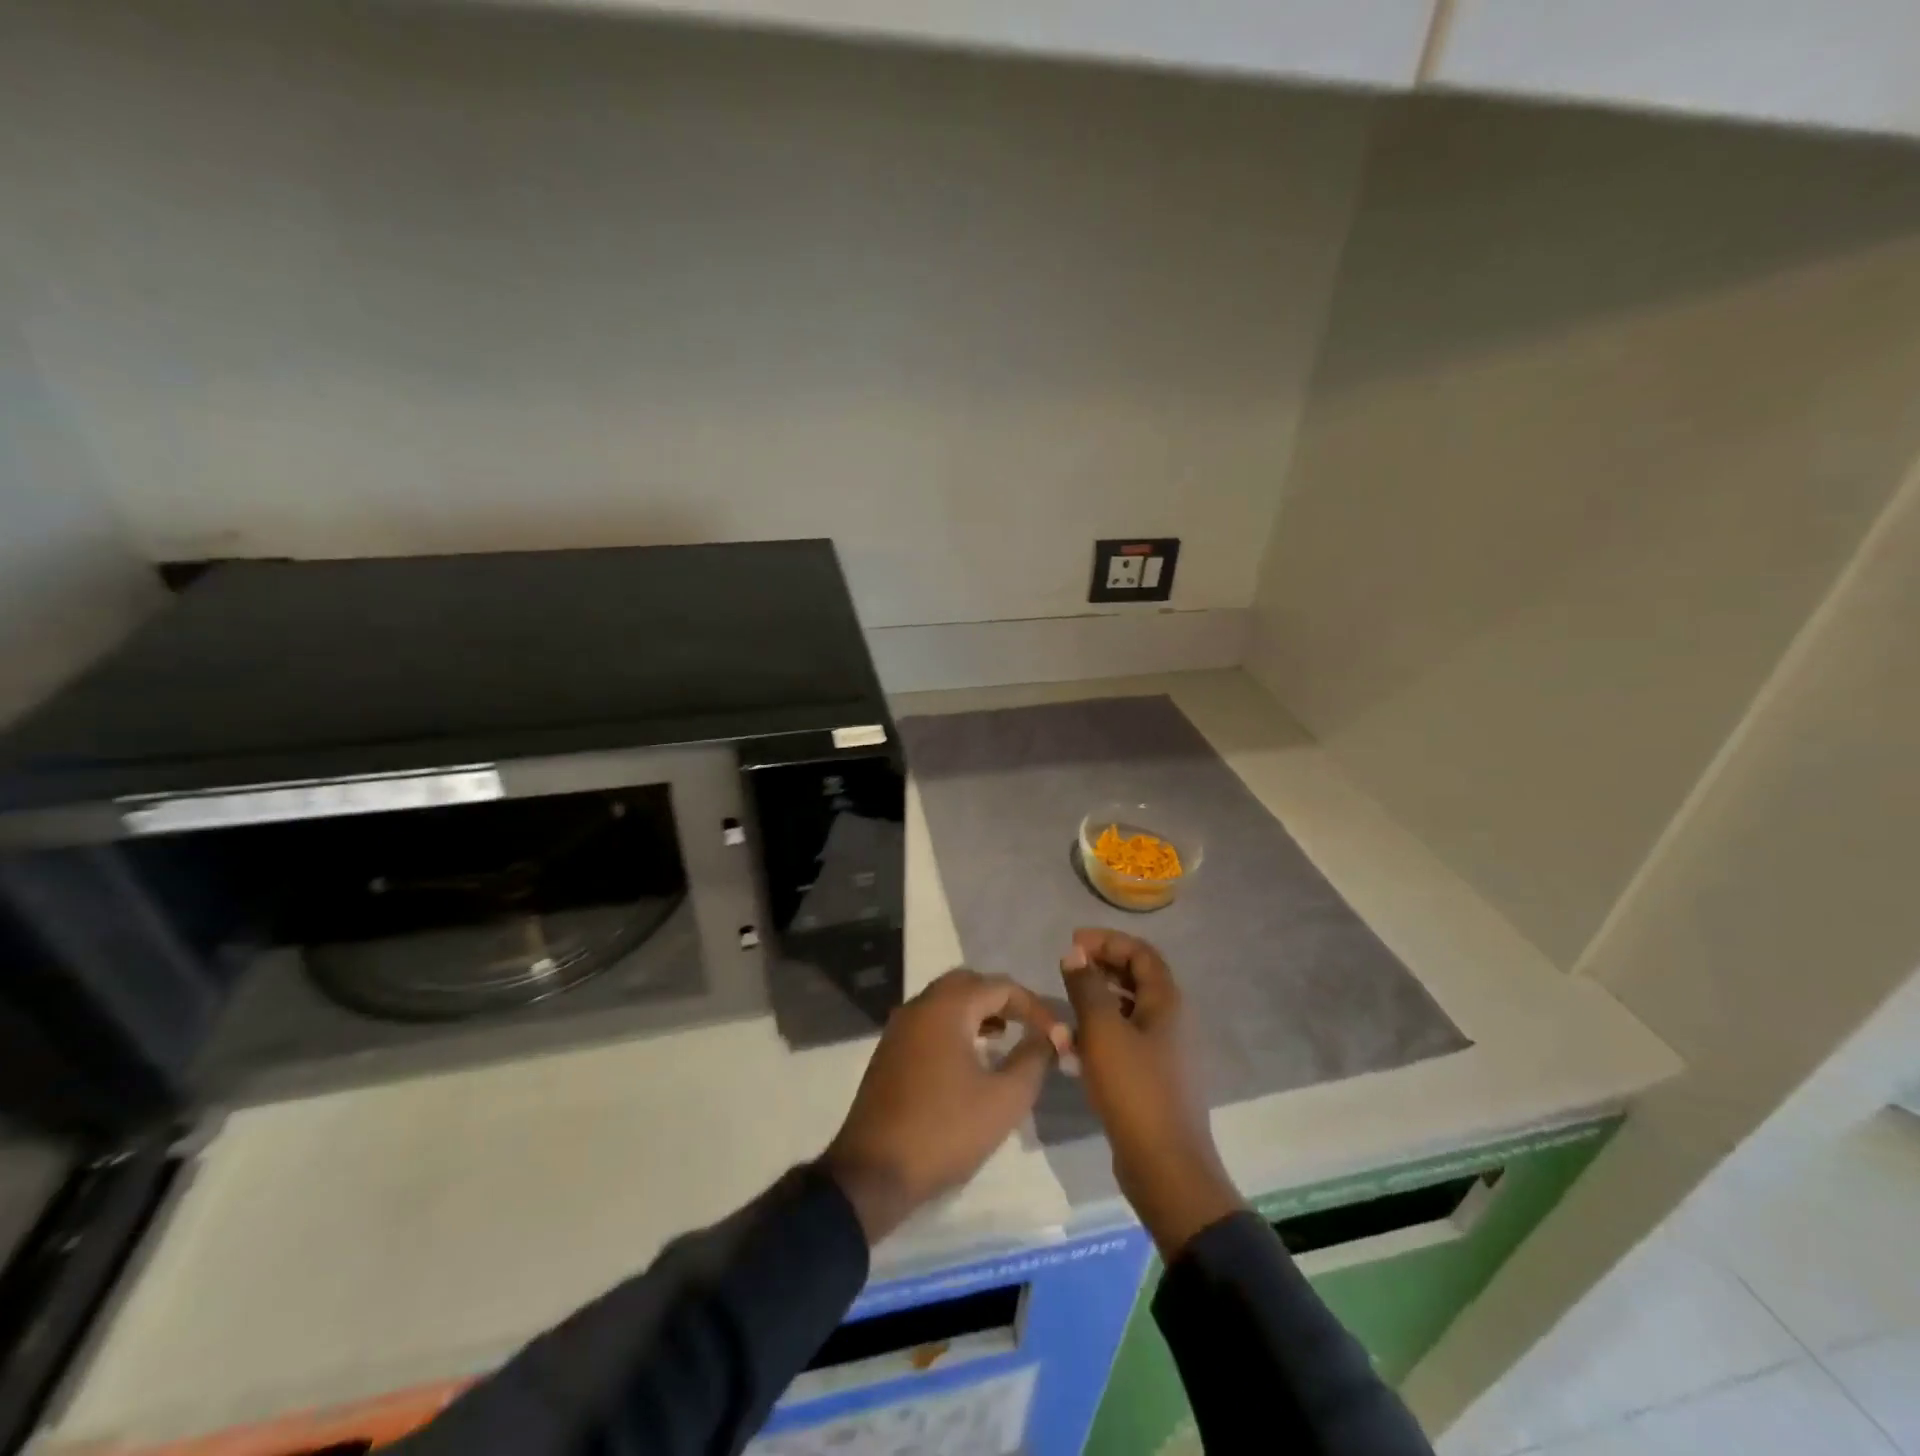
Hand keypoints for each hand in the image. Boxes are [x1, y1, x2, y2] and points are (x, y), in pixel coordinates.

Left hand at [824, 969, 1064, 1243]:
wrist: (874, 1171)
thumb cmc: (945, 1130)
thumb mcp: (1004, 1100)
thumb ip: (1033, 1060)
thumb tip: (1050, 1036)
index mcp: (947, 1007)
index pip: (1000, 986)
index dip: (1034, 1005)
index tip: (1056, 1033)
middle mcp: (920, 1005)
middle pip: (969, 983)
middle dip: (1002, 999)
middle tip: (1029, 1024)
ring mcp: (900, 1027)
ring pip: (946, 1000)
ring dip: (978, 1011)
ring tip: (1005, 1036)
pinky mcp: (890, 1050)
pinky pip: (930, 1021)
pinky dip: (956, 1025)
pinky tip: (971, 1056)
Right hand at [1060, 928, 1245, 1256]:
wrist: (1165, 1167)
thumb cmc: (1134, 1089)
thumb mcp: (1103, 1031)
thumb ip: (1087, 987)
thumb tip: (1075, 953)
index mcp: (1167, 1002)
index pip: (1140, 952)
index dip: (1107, 941)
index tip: (1072, 943)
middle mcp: (1171, 1021)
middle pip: (1136, 979)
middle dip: (1100, 969)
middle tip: (1067, 969)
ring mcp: (1165, 1052)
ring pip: (1128, 1012)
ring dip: (1096, 1003)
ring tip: (1064, 1009)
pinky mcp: (1153, 1079)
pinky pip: (1124, 1042)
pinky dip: (1100, 1035)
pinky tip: (1073, 1049)